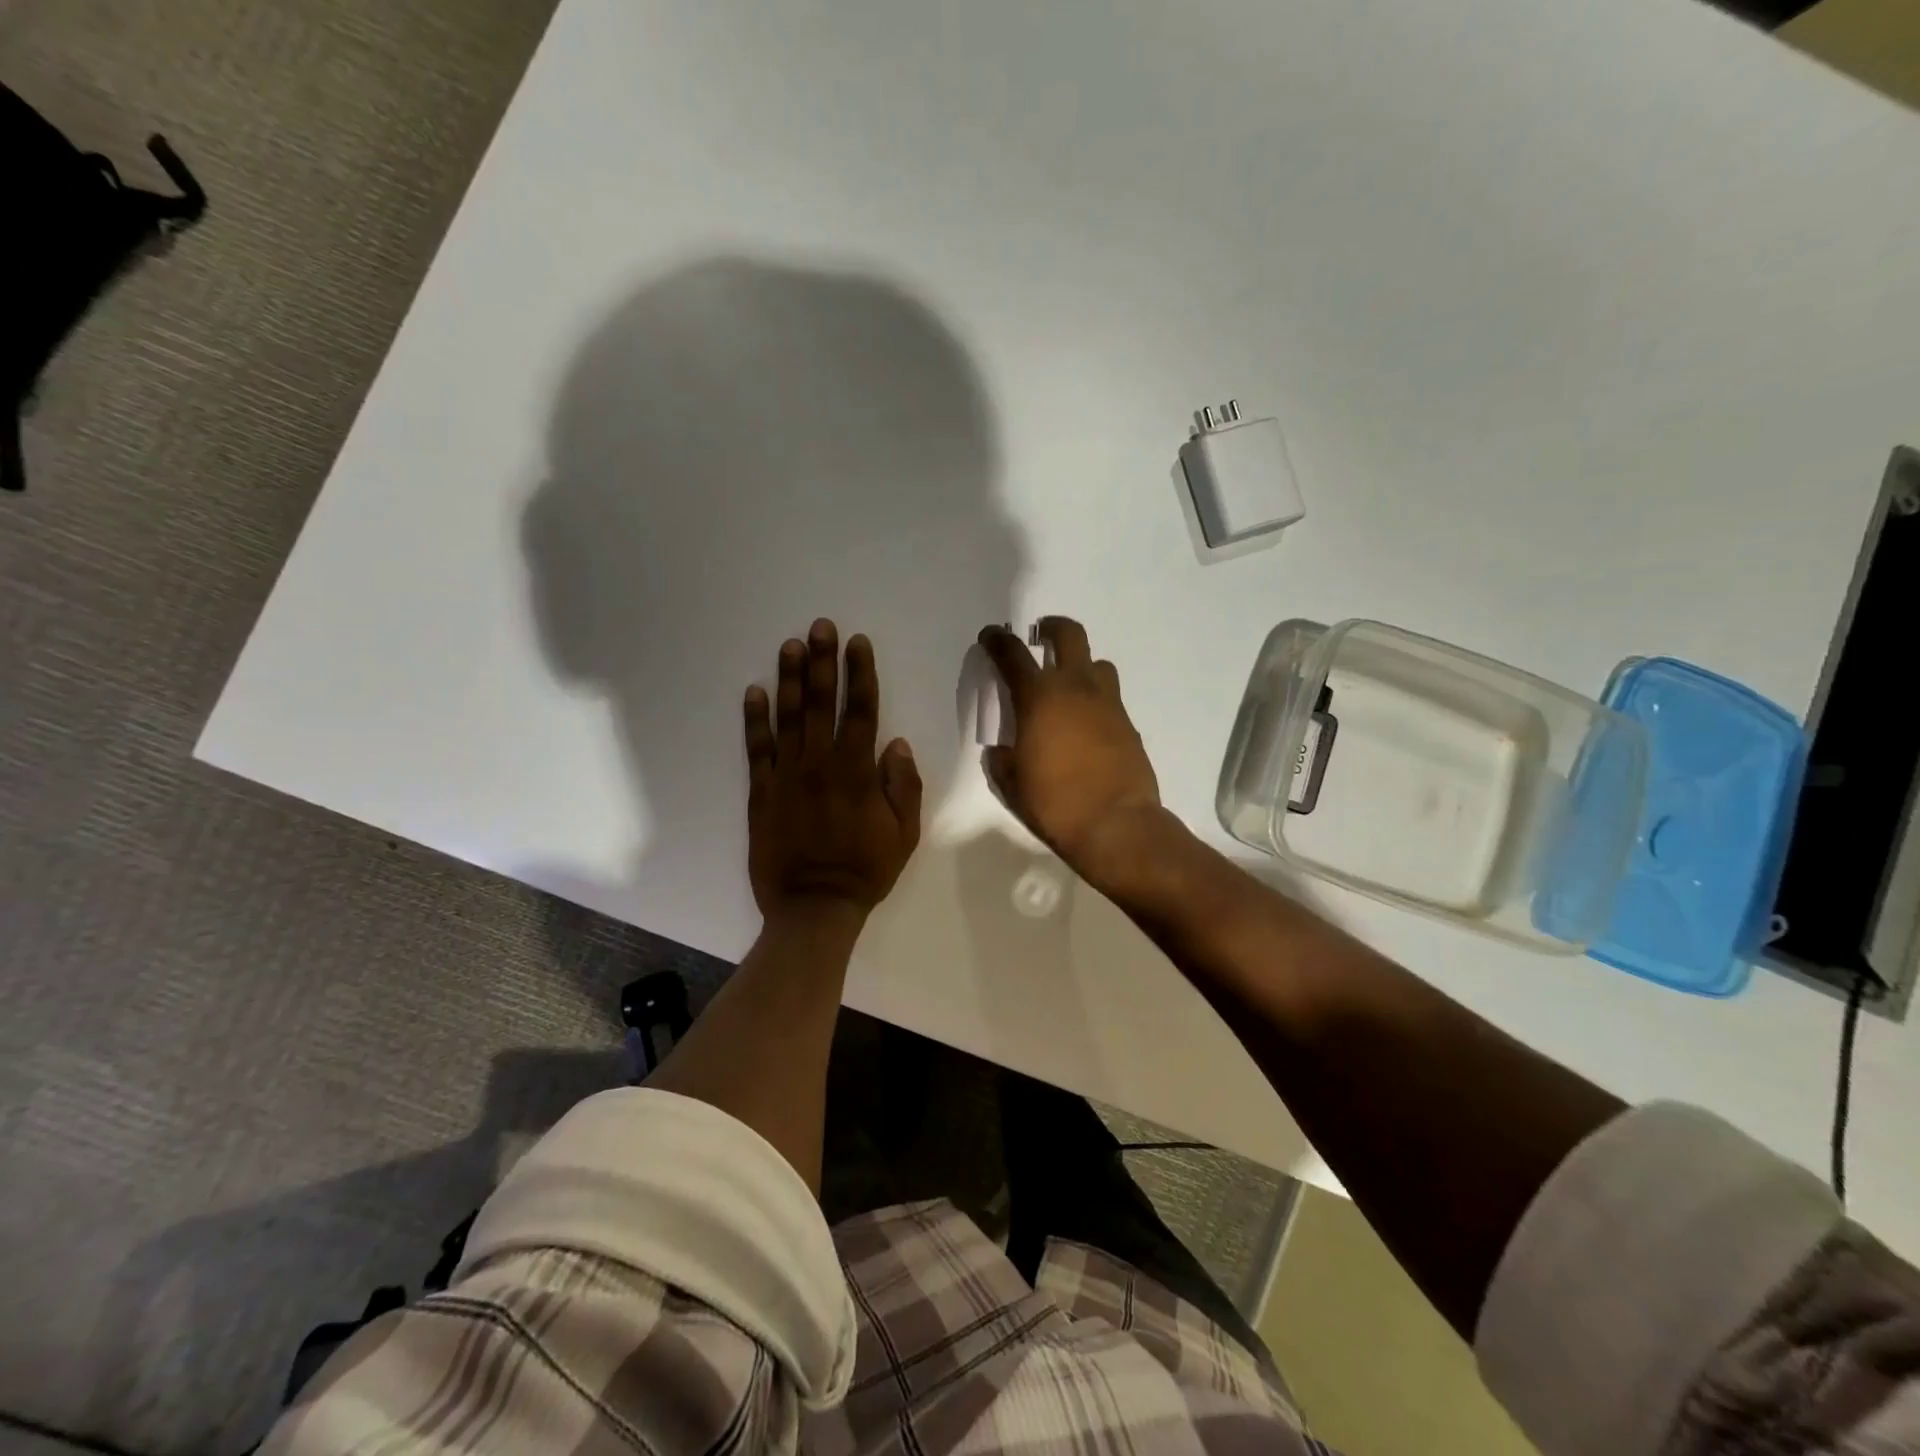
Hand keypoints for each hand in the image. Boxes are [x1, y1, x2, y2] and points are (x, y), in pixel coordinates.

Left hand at [745, 619, 922, 926]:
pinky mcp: (762, 792)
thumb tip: (896, 743)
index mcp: (858, 772)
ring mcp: (787, 776)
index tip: (857, 642)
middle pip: (822, 703)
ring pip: (788, 718)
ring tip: (790, 645)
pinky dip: (755, 719)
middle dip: (822, 661)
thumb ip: (903, 786)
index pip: (861, 711)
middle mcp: (821, 764)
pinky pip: (757, 749)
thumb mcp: (904, 833)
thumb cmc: (865, 870)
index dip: (860, 673)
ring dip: (790, 679)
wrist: (813, 907)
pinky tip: (754, 691)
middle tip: (821, 626)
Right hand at [977, 617, 1161, 875]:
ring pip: (1097, 663)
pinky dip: (1095, 699)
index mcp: (1039, 697)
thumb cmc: (1054, 802)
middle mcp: (1075, 688)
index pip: (1013, 654)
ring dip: (1080, 665)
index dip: (997, 640)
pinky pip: (1110, 696)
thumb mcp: (1011, 783)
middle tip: (1040, 636)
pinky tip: (1086, 724)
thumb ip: (1001, 759)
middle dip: (1051, 628)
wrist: (1116, 824)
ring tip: (1068, 684)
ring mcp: (1108, 703)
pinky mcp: (1128, 723)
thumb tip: (1001, 750)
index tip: (991, 635)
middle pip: (1069, 635)